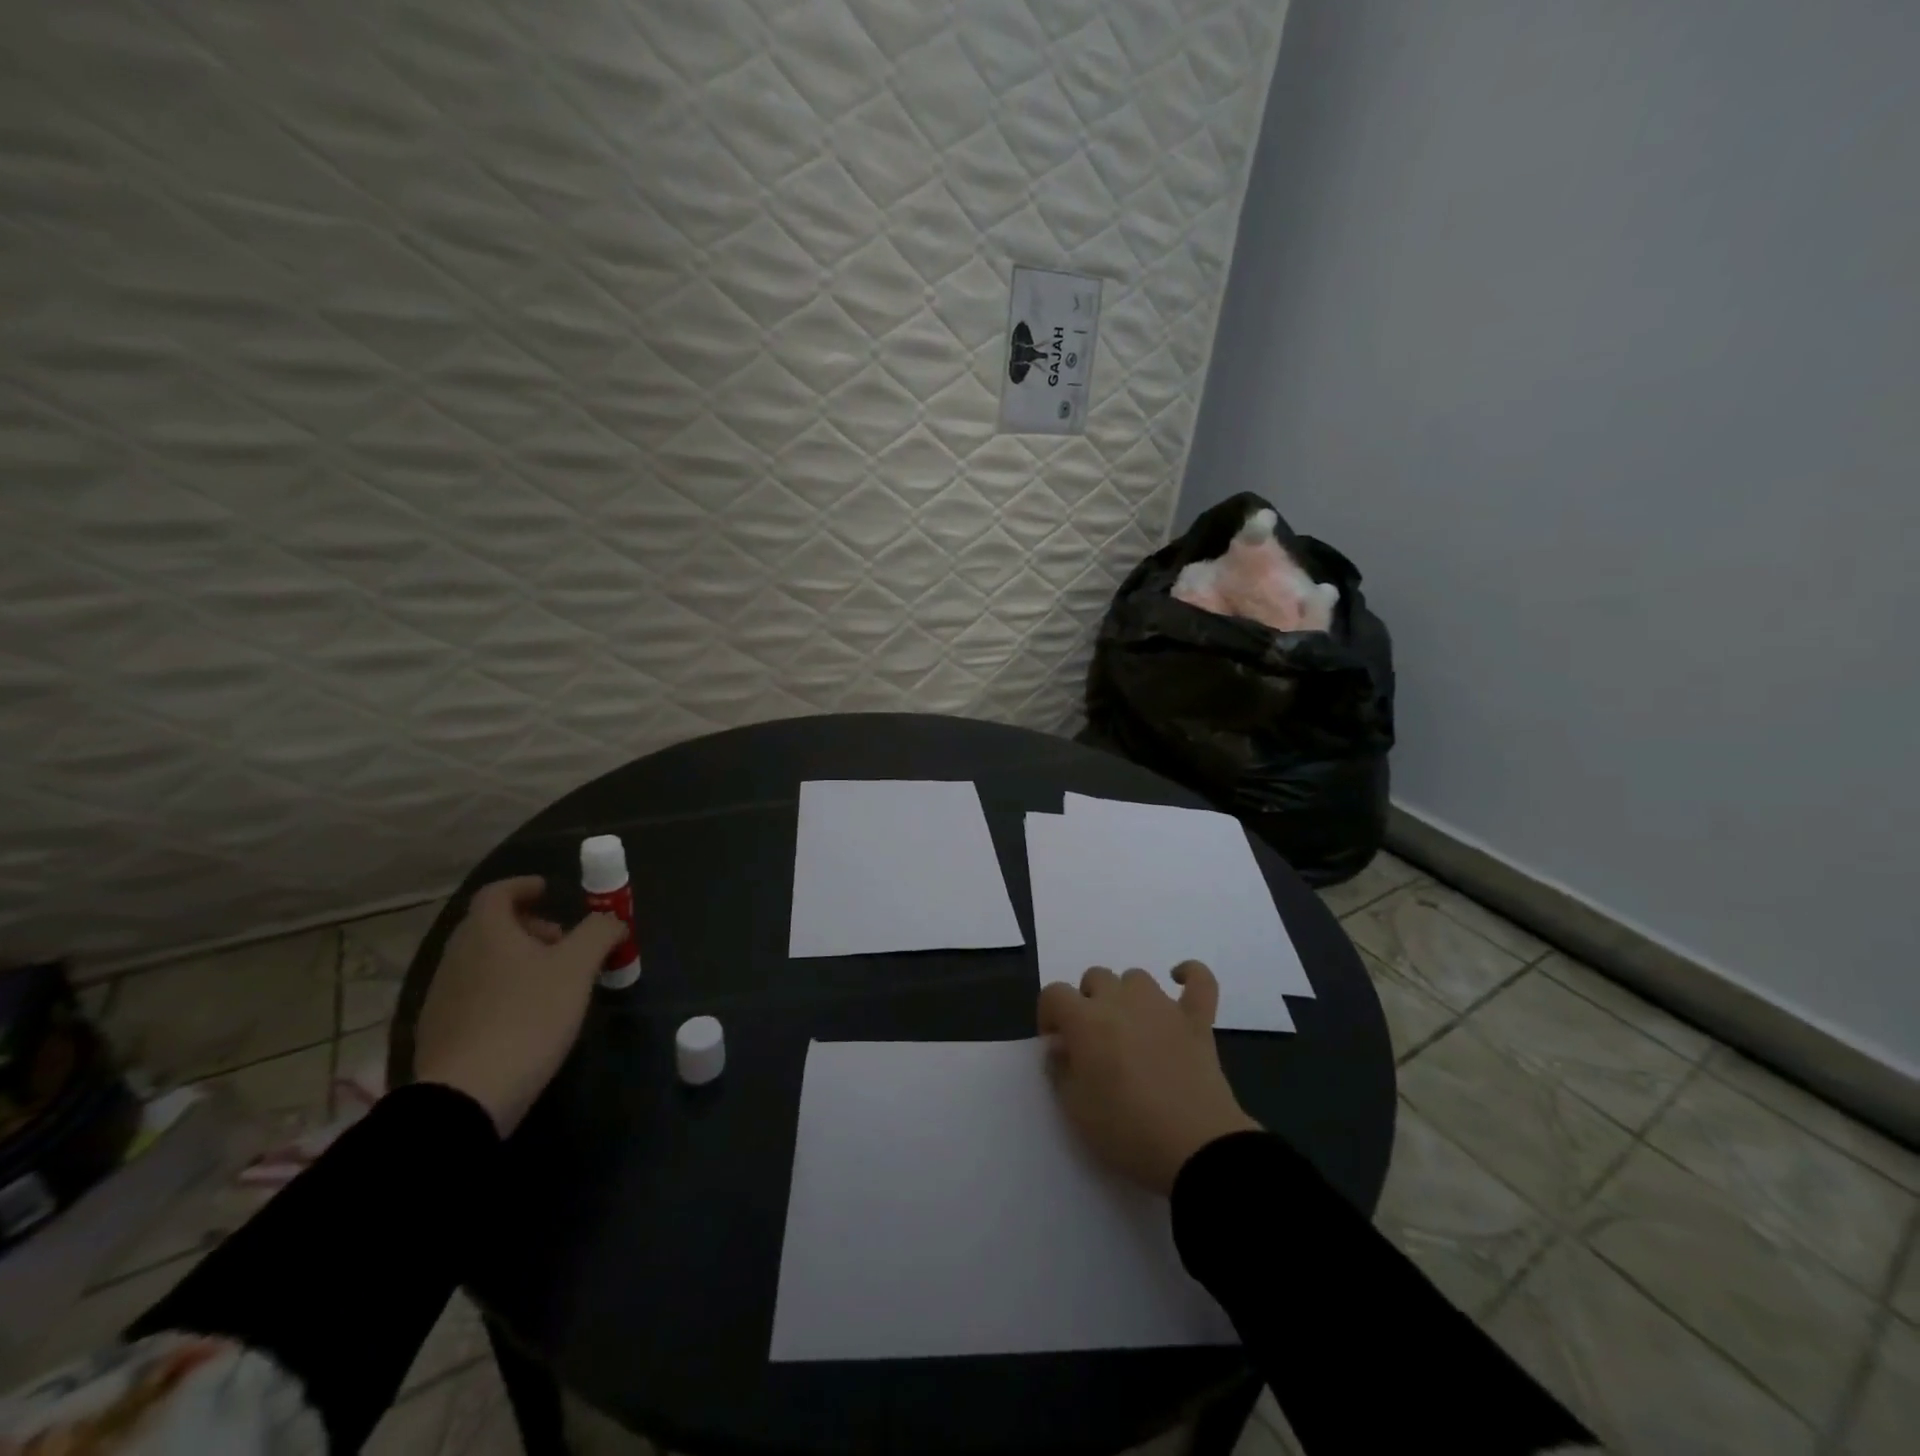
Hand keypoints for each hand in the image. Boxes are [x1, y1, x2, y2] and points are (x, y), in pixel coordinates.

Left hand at [413, 876, 625, 1135]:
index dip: (524, 886)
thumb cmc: (527, 1016)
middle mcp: (456, 956)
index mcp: (485, 932)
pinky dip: (502, 990)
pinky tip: (527, 1017)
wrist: (466, 1097)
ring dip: (517, 959)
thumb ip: (599, 932)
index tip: (549, 891)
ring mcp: (442, 996)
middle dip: (528, 926)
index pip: (497, 892)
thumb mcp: (578, 967)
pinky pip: (475, 994)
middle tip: (562, 940)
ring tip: (552, 982)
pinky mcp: (440, 1033)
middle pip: (490, 926)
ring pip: (483, 961)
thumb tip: (612, 919)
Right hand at [1037, 962, 1259, 1194]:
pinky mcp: (1197, 1020)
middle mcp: (1121, 1001)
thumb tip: (1060, 1047)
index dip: (1049, 1014)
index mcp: (1086, 1021)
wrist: (1195, 1149)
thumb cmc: (1126, 1131)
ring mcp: (1163, 1007)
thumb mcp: (1075, 1110)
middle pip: (1095, 978)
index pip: (1054, 994)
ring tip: (1130, 1027)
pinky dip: (1191, 975)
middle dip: (1088, 1002)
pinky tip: (1180, 980)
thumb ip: (1060, 1070)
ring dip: (1127, 994)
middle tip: (1094, 1041)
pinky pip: (1200, 981)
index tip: (1055, 1044)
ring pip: (1136, 977)